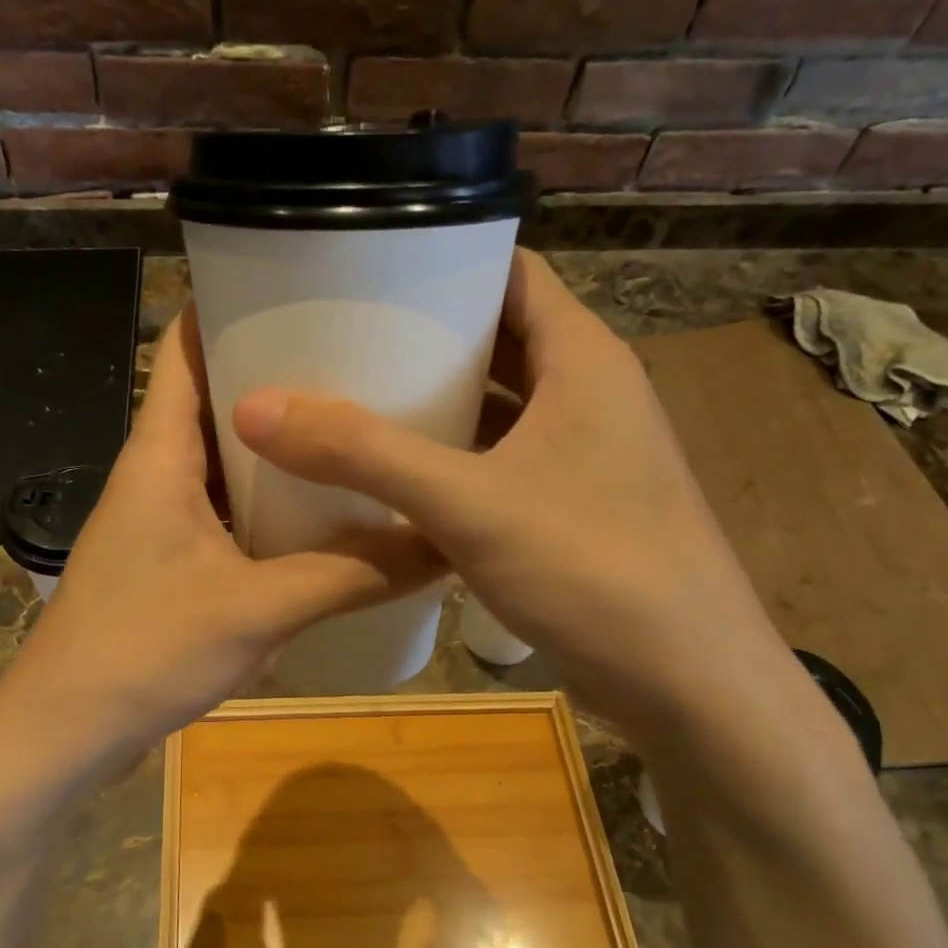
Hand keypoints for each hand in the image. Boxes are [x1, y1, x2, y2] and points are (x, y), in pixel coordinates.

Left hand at [0, 308, 443, 759]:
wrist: (66, 731)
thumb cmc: (145, 650)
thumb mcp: (260, 608)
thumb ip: (353, 574)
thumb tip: (443, 545)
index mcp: (159, 453)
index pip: (184, 346)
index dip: (232, 305)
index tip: (304, 287)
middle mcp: (155, 471)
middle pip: (213, 397)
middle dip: (277, 375)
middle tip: (359, 360)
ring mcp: (159, 517)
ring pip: (223, 457)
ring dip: (276, 444)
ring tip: (351, 425)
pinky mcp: (169, 559)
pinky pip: (224, 507)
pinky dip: (266, 499)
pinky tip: (318, 510)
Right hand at [232, 248, 788, 734]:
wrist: (691, 685)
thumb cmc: (593, 569)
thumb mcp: (467, 503)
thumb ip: (363, 453)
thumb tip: (255, 407)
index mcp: (581, 360)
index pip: (511, 272)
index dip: (444, 263)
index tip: (366, 271)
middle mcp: (588, 394)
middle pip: (500, 337)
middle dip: (426, 336)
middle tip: (341, 338)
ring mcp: (584, 455)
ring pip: (501, 404)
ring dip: (438, 401)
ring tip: (355, 398)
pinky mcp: (574, 507)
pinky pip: (502, 459)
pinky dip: (454, 457)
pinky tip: (397, 476)